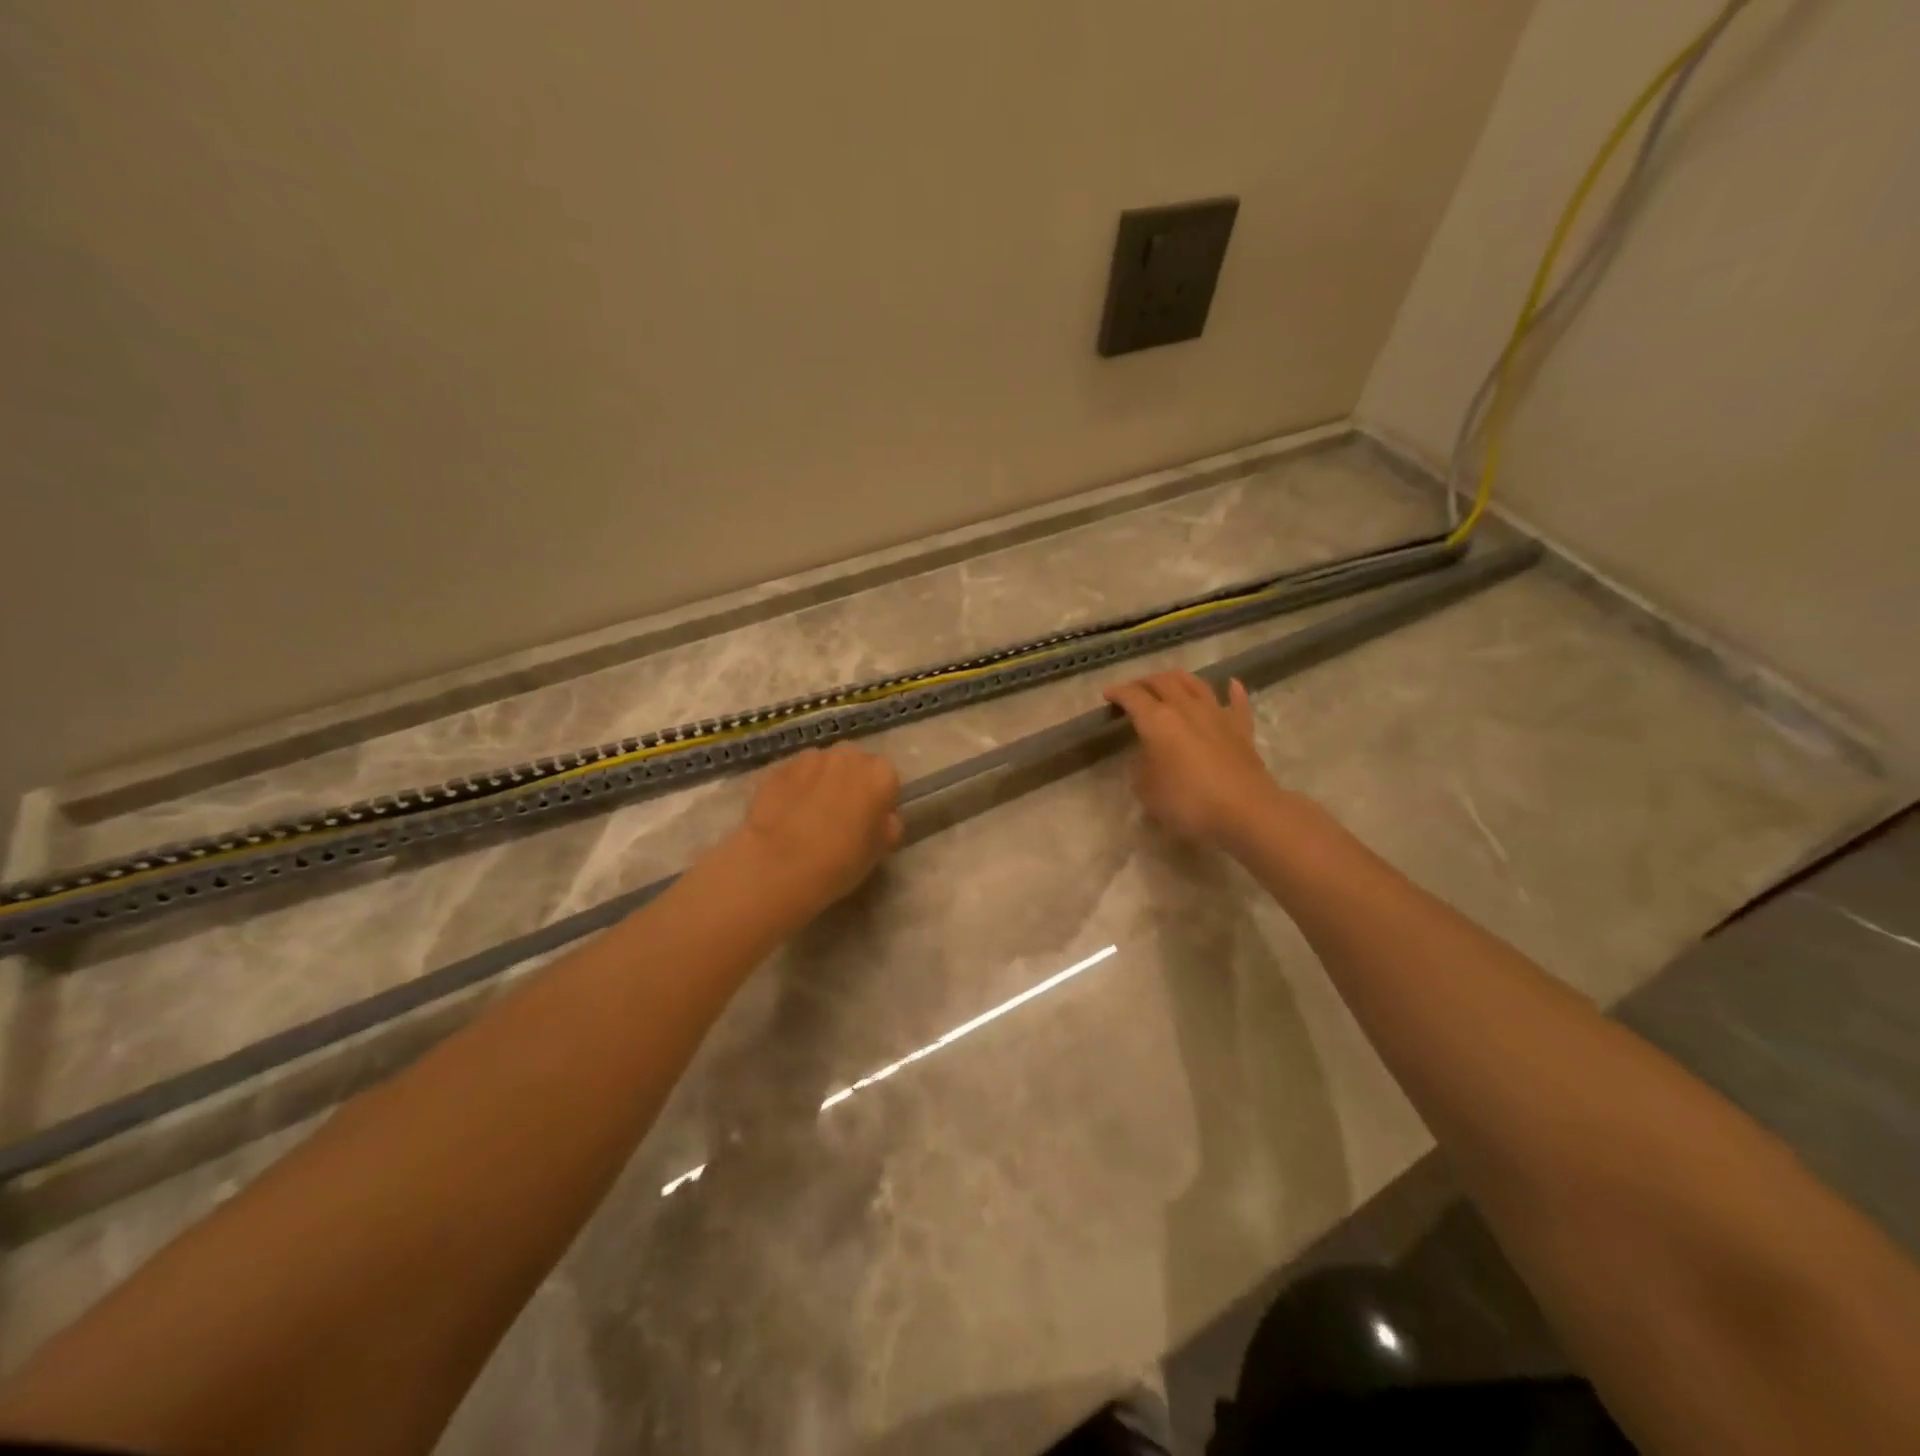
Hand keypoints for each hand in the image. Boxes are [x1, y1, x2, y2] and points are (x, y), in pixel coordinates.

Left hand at [730, 744, 902, 912]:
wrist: (780, 865)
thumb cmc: (842, 860)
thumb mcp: (880, 850)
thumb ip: (888, 825)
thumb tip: (882, 817)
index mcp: (880, 774)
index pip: (887, 779)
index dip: (879, 800)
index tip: (869, 822)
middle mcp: (848, 756)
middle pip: (855, 764)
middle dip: (851, 782)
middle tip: (841, 815)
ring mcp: (810, 758)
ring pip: (823, 765)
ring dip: (822, 781)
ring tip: (810, 814)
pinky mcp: (778, 768)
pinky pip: (795, 775)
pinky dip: (795, 788)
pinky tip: (787, 814)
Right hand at [1104, 671, 1278, 845]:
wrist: (1245, 811)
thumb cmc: (1188, 802)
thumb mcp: (1147, 791)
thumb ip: (1141, 768)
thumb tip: (1146, 757)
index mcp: (1157, 720)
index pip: (1132, 697)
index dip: (1118, 693)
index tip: (1108, 695)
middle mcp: (1186, 708)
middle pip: (1163, 682)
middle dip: (1145, 682)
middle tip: (1135, 689)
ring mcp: (1217, 715)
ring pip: (1196, 684)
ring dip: (1179, 679)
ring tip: (1170, 681)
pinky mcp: (1241, 729)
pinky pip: (1237, 702)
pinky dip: (1233, 690)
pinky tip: (1231, 684)